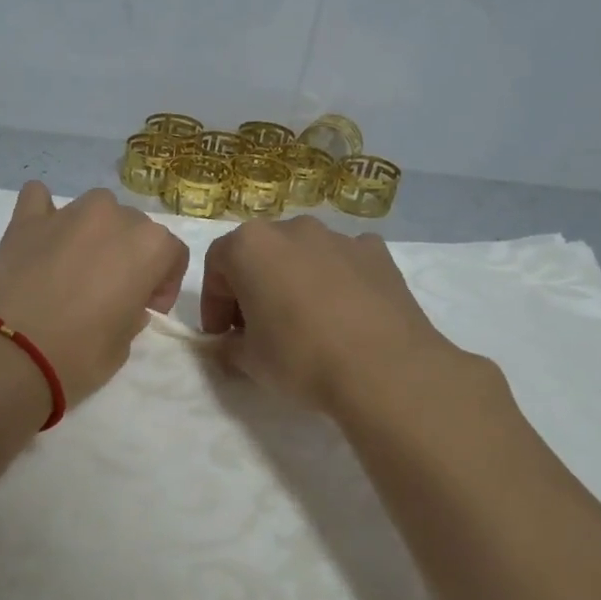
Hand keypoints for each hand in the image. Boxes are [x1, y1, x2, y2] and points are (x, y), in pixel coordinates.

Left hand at [0, 183, 189, 403]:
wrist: (7, 355)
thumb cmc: (77, 356)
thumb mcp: (123, 346)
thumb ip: (131, 314)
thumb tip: (124, 302)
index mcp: (148, 246)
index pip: (172, 252)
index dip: (164, 281)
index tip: (149, 307)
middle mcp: (112, 217)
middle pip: (134, 226)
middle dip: (130, 254)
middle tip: (111, 291)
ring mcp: (66, 213)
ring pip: (94, 208)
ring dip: (94, 231)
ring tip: (77, 265)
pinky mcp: (24, 219)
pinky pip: (40, 199)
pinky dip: (45, 213)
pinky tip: (41, 237)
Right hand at [200, 216, 474, 414]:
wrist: (386, 370)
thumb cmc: (300, 358)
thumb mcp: (248, 361)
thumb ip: (226, 347)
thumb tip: (225, 345)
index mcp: (250, 245)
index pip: (216, 266)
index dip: (214, 304)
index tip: (222, 336)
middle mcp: (292, 229)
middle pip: (260, 254)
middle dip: (252, 288)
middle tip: (257, 330)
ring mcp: (339, 237)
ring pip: (302, 255)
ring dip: (293, 281)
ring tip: (304, 323)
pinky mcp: (377, 253)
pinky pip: (343, 262)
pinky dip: (336, 280)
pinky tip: (344, 315)